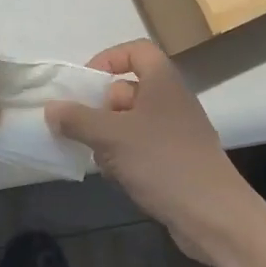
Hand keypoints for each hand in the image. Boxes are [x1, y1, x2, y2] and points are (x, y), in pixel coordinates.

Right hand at [45, 40, 256, 260]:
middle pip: (128, 89)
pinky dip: (125, 157)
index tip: (84, 83)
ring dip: (109, 137)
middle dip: (101, 108)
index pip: (136, 51)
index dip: (108, 59)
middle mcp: (172, 101)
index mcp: (162, 82)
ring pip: (131, 122)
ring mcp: (177, 132)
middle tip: (82, 127)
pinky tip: (117, 177)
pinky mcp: (177, 160)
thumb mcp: (111, 137)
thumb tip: (51, 108)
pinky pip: (142, 147)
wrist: (214, 215)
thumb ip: (77, 119)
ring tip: (99, 158)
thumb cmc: (163, 162)